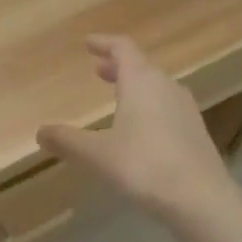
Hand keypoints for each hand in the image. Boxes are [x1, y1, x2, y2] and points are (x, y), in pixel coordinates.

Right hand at [38, 35, 236, 222]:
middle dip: (118, 67)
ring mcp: (185, 109)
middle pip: (141, 67)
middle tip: (98, 70)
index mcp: (141, 81)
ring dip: (135, 87)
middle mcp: (166, 87)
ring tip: (118, 98)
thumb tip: (40, 132)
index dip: (104, 43)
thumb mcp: (97, 154)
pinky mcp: (195, 132)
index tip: (89, 42)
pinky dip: (149, 107)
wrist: (200, 198)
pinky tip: (141, 129)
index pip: (123, 49)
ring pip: (156, 88)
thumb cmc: (144, 166)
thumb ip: (67, 141)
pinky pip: (167, 108)